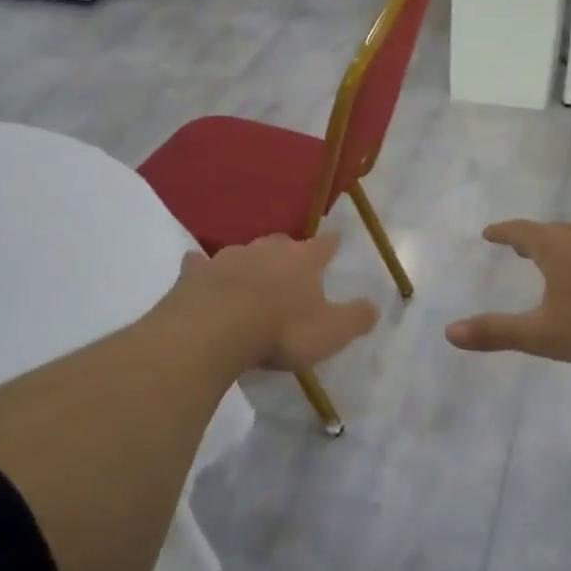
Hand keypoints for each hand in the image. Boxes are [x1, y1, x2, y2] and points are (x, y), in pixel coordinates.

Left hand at [178, 234, 378, 371]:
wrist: (214, 330)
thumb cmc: (281, 330)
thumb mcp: (331, 332)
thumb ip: (355, 318)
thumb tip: (375, 306)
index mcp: (302, 260)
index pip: (323, 245)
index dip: (331, 243)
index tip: (336, 239)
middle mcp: (266, 250)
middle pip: (281, 243)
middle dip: (287, 250)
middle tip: (291, 262)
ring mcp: (227, 258)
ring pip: (243, 252)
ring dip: (249, 261)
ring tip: (252, 274)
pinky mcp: (195, 274)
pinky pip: (199, 265)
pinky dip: (203, 267)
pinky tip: (198, 268)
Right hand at [446, 220, 570, 362]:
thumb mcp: (543, 334)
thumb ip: (497, 332)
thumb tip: (449, 332)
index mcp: (555, 247)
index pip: (520, 231)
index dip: (502, 232)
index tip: (489, 233)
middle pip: (551, 231)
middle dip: (533, 239)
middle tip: (521, 247)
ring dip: (566, 245)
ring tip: (561, 258)